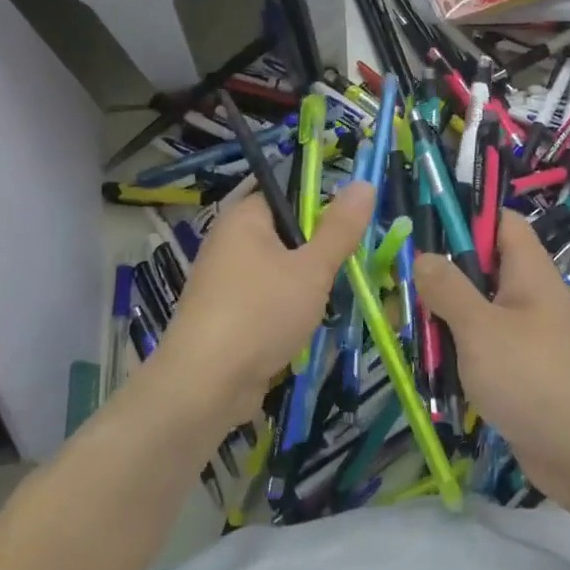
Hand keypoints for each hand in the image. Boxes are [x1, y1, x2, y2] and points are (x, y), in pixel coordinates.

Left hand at [148, 183, 374, 433]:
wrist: (205, 385)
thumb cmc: (261, 313)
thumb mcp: (312, 268)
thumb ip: (340, 228)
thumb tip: (364, 183)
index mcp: (244, 218)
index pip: (288, 195)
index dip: (322, 208)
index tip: (352, 231)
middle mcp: (229, 242)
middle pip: (286, 235)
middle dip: (319, 253)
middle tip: (349, 268)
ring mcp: (224, 281)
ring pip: (279, 271)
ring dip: (307, 286)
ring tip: (333, 300)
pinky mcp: (226, 316)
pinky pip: (266, 301)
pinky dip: (287, 311)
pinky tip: (306, 328)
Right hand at [415, 211, 569, 513]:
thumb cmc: (533, 379)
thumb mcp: (482, 329)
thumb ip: (449, 289)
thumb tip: (425, 256)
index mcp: (529, 272)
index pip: (501, 222)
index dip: (466, 217)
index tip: (422, 229)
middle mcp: (529, 296)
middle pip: (480, 268)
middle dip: (440, 277)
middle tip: (397, 288)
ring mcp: (525, 335)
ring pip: (475, 312)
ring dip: (442, 320)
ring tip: (402, 329)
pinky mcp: (518, 371)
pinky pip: (481, 348)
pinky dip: (455, 353)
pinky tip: (426, 366)